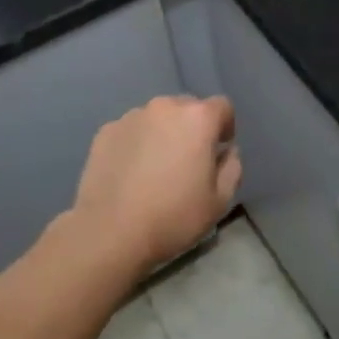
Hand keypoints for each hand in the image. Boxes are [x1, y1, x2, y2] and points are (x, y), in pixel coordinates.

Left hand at [71, 96, 242, 272]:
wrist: (109, 232)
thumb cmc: (172, 217)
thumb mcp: (219, 201)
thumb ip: (232, 168)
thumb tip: (227, 152)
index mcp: (197, 118)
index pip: (222, 107)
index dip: (225, 127)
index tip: (218, 151)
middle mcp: (165, 106)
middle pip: (188, 108)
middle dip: (193, 128)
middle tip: (187, 161)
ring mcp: (132, 116)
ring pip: (157, 118)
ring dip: (163, 133)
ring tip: (155, 168)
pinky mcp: (106, 130)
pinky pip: (132, 130)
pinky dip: (136, 143)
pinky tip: (130, 173)